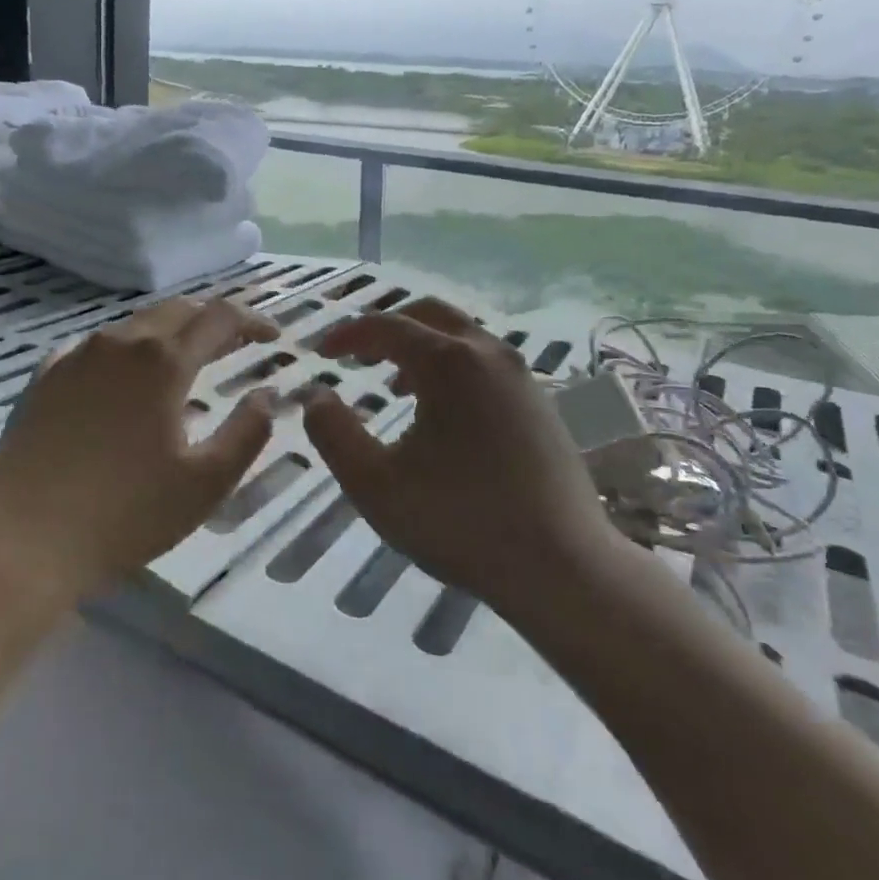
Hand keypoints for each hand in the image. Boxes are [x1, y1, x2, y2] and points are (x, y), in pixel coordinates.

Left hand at [0, 296, 279, 601]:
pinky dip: (125, 350)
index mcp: (163, 361)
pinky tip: (124, 376)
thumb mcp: (206, 482)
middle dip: (212, 319)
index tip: (273, 338)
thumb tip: (268, 394)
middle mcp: (120, 342)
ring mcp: (77, 355)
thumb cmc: (127, 514)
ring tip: (184, 359)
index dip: (253, 321)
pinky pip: (95, 345)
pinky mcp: (45, 376)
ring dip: (169, 331)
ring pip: (134, 324)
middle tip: (234, 343)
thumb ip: (247, 432)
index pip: (220, 317)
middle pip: (177, 310)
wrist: (27, 539)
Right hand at [302, 297, 616, 620]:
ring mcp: (521, 377)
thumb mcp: (375, 484)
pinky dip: (452, 368)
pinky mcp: (541, 403)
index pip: (386, 326)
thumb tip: (315, 396)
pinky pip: (485, 363)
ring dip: (421, 348)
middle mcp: (488, 354)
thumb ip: (333, 433)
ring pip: (462, 337)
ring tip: (394, 386)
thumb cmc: (460, 522)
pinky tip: (443, 414)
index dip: (347, 335)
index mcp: (448, 362)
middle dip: (387, 328)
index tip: (320, 353)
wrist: (563, 565)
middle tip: (358, 355)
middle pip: (429, 314)